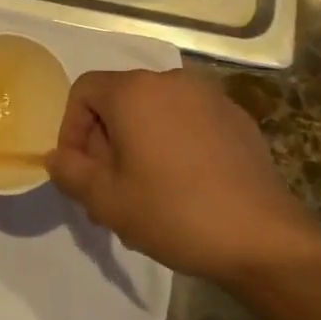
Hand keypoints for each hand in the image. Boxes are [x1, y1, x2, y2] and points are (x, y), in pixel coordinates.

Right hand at [47, 69, 320, 287]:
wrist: (263, 240)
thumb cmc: (173, 213)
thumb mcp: (105, 200)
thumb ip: (69, 172)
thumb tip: (57, 157)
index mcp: (134, 91)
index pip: (84, 90)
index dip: (71, 129)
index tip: (80, 170)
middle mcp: (171, 80)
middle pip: (119, 99)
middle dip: (105, 140)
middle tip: (108, 187)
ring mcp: (210, 97)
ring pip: (154, 111)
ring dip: (138, 142)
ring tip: (144, 191)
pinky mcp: (238, 118)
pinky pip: (188, 120)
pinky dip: (173, 142)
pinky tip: (184, 185)